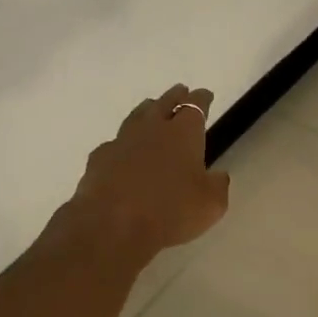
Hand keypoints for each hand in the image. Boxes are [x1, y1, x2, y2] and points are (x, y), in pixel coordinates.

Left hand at [71, 85, 230, 256]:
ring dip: (147, 111)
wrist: (113, 224)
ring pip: (137, 116)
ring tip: (151, 109)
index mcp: (183, 133)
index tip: (205, 95)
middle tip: (181, 92)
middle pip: (164, 103)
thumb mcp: (211, 204)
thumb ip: (217, 186)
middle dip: (175, 96)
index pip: (195, 106)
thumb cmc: (171, 211)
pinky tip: (123, 151)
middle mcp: (152, 129)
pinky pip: (115, 143)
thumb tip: (218, 175)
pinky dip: (123, 143)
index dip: (201, 99)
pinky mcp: (99, 159)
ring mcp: (122, 141)